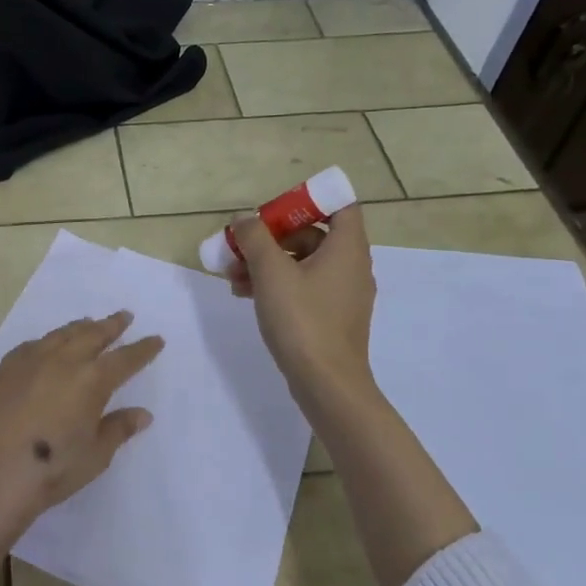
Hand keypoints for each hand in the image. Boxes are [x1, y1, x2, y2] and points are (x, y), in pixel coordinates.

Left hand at [0, 311, 163, 543]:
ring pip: (60, 335)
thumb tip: (142, 414)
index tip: (155, 339)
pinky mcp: (3, 370)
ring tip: (89, 323)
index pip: (125, 359)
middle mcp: (62, 361)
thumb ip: (118, 429)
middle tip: (123, 316)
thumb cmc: (52, 469)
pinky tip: (46, 346)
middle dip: (111, 325)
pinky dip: (46, 341)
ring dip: (79, 327)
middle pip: (92, 335)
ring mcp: (29, 362)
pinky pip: (31, 346)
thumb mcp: (95, 455)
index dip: (142, 349)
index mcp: (92, 380)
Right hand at [228, 202, 375, 396]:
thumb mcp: (271, 273)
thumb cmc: (302, 320)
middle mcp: (351, 266)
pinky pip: (305, 288)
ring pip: (304, 264)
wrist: (326, 383)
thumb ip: (255, 238)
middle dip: (273, 238)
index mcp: (347, 248)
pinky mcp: (332, 318)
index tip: (273, 212)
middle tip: (242, 247)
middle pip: (313, 235)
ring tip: (233, 277)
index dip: (306, 202)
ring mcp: (344, 294)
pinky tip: (246, 295)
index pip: (339, 205)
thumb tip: (244, 218)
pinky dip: (278, 285)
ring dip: (269, 264)